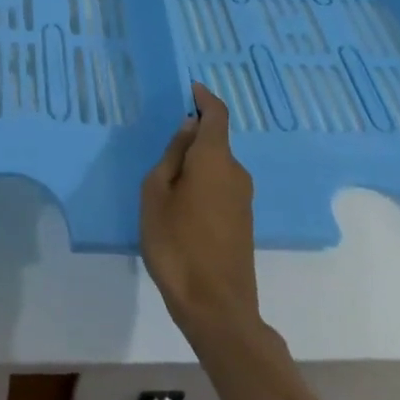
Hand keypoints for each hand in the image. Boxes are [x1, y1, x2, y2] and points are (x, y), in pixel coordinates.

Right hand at [140, 81, 259, 340]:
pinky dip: (202, 183)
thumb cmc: (177, 244)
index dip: (204, 97)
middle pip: (215, 141)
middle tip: (161, 145)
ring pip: (217, 166)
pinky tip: (181, 204)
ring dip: (196, 163)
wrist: (217, 311)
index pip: (216, 114)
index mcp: (214, 158)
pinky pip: (221, 187)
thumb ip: (173, 155)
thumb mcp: (157, 192)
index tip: (188, 88)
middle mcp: (235, 173)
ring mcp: (242, 201)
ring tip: (165, 179)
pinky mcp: (242, 224)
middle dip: (192, 136)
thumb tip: (189, 129)